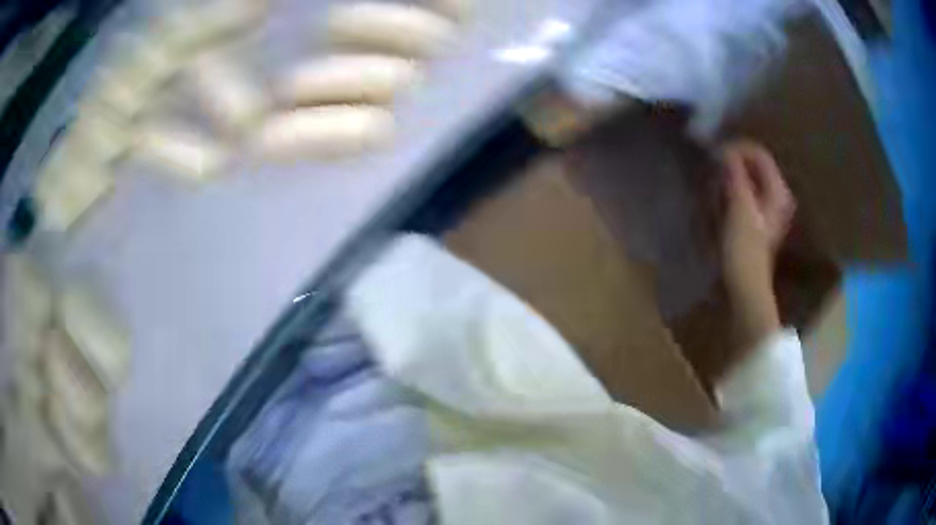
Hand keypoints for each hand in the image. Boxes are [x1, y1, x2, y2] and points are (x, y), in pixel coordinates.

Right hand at [720, 140, 794, 347]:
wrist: (746, 285)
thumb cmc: (745, 248)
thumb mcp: (740, 208)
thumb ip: (735, 175)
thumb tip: (725, 151)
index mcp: (777, 191)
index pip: (759, 154)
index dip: (738, 149)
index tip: (717, 154)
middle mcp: (776, 195)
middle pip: (754, 164)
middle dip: (733, 163)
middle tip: (714, 171)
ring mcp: (768, 207)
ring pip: (748, 178)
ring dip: (730, 177)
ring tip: (715, 186)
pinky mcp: (758, 217)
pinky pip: (745, 191)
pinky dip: (732, 189)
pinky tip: (720, 199)